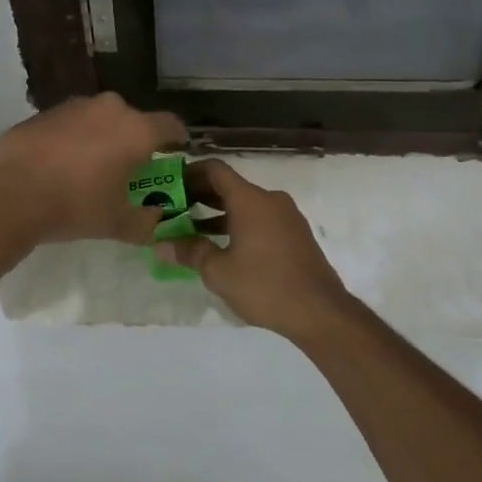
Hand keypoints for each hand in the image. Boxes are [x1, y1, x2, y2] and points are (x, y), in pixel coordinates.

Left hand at [0, 93, 186, 246]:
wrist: (9, 193)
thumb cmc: (75, 205)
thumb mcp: (117, 224)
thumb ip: (146, 222)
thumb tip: (155, 219)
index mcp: (136, 130)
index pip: (172, 125)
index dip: (177, 141)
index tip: (176, 155)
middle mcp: (110, 108)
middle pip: (134, 121)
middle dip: (135, 142)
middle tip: (129, 170)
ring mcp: (75, 105)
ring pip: (101, 119)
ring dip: (103, 138)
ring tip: (92, 169)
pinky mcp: (45, 111)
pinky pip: (73, 124)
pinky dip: (75, 139)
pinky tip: (61, 165)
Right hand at [154, 160, 351, 336]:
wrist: (320, 312)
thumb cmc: (265, 286)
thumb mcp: (219, 271)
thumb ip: (189, 251)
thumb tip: (161, 244)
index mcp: (250, 200)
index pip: (214, 170)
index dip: (188, 173)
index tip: (168, 185)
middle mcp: (269, 200)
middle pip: (229, 186)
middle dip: (198, 196)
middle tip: (172, 210)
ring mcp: (286, 216)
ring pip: (244, 205)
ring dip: (217, 213)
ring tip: (190, 230)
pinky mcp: (295, 234)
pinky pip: (259, 219)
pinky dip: (237, 225)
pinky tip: (221, 247)